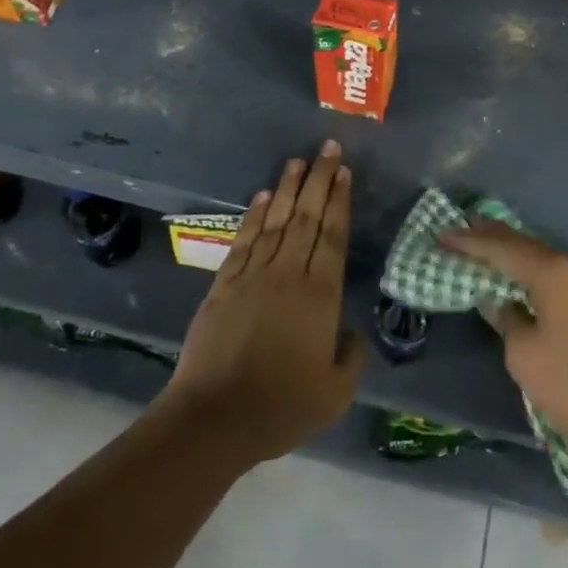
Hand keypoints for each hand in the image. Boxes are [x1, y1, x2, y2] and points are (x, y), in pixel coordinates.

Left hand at [165, 141, 363, 466]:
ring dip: (288, 188)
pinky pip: (243, 240)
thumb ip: (351, 358)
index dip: (339, 201)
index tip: (345, 172)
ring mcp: (253, 275)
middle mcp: (288, 273)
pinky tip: (261, 196)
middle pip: (307, 217)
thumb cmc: (281, 407)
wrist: (214, 419)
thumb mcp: (335, 394)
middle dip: (320, 180)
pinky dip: (253, 215)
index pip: (333, 235)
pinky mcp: (224, 284)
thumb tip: (353, 333)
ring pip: (275, 220)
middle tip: (329, 148)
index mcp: (320, 295)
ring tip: (297, 160)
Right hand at [438, 220, 567, 464]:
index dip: (469, 242)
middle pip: (528, 245)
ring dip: (520, 256)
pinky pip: (567, 276)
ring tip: (494, 251)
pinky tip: (533, 281)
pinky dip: (542, 273)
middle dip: (494, 238)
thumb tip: (504, 302)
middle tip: (465, 230)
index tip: (441, 235)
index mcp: (554, 272)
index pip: (501, 248)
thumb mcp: (527, 358)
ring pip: (550, 260)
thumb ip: (508, 321)